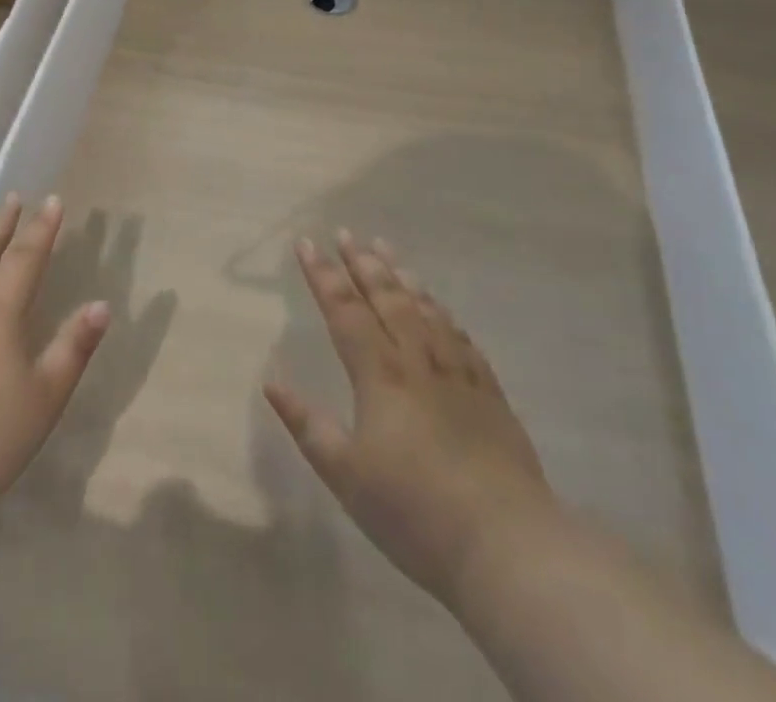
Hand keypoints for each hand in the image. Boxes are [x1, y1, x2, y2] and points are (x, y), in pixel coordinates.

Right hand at [265, 232, 561, 609]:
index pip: (344, 309)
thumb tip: (271, 380)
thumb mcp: (345, 475)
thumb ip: (307, 423)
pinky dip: (442, 312)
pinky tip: (439, 307)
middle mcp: (417, 358)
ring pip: (424, 308)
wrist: (505, 543)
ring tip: (385, 250)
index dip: (323, 274)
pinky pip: (460, 335)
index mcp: (379, 373)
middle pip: (386, 297)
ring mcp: (457, 371)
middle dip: (362, 262)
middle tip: (346, 233)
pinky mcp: (488, 391)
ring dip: (401, 276)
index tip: (306, 243)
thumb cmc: (413, 511)